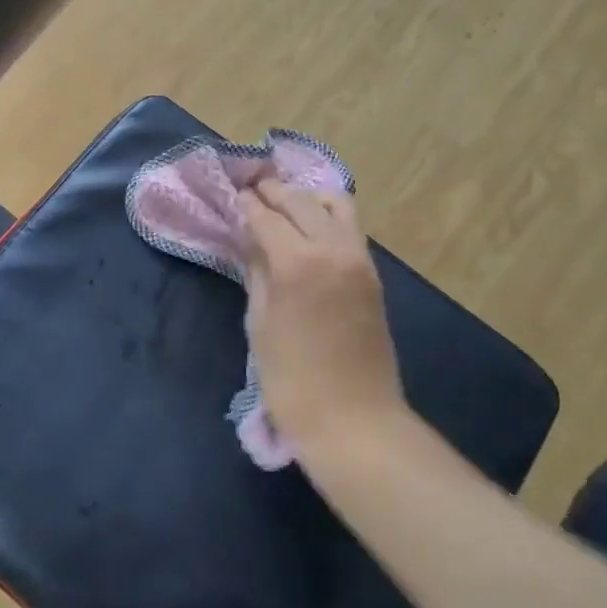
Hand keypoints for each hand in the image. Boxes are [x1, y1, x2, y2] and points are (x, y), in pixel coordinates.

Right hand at [236, 179, 406, 455]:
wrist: (353, 419)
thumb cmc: (291, 379)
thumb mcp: (260, 324)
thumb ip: (257, 274)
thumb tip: (253, 243)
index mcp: (298, 262)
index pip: (267, 217)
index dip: (247, 204)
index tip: (234, 194)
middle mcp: (333, 249)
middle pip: (302, 202)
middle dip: (275, 192)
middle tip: (253, 188)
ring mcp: (359, 260)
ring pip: (336, 206)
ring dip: (307, 198)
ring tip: (284, 202)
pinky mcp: (373, 275)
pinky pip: (350, 228)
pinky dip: (328, 216)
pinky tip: (310, 224)